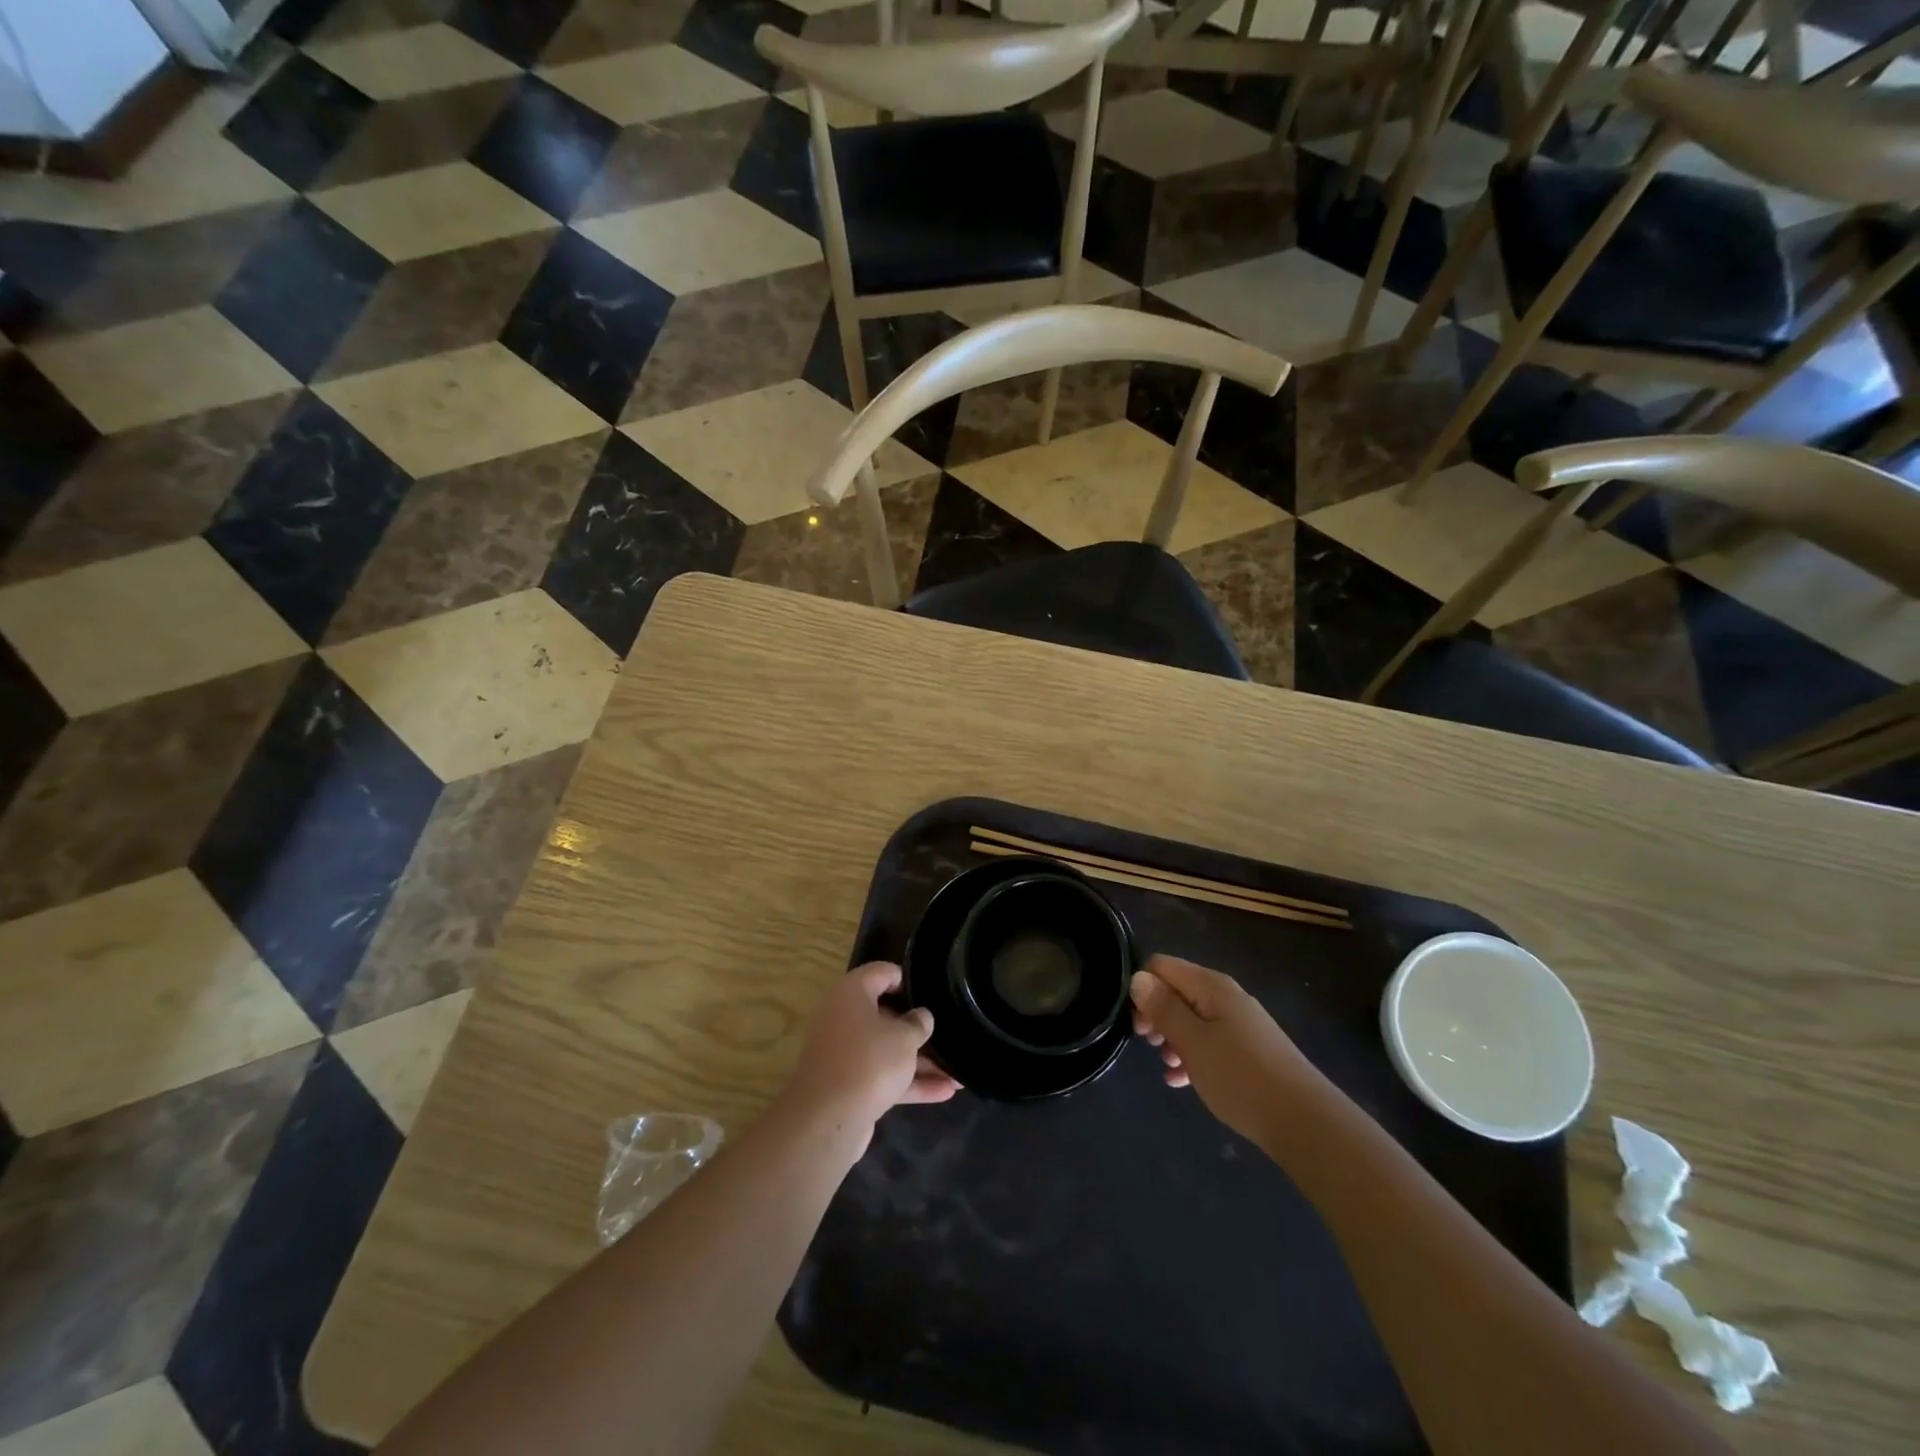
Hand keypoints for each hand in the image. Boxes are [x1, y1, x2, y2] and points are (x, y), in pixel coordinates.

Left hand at [784, 963, 960, 1147]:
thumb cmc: (869, 1061)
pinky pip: (882, 1076)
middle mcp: (843, 1017)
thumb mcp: (904, 1037)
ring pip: (886, 1050)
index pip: (882, 973)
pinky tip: (945, 1092)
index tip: (931, 992)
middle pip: (885, 1015)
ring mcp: (843, 1053)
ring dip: (920, 1061)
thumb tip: (921, 1017)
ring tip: (957, 1071)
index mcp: (851, 993)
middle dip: (917, 1029)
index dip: (907, 980)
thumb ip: (918, 1023)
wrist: (827, 1119)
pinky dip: (909, 1082)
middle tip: (946, 1032)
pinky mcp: (848, 1084)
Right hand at [1130, 955, 1319, 1148]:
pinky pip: (1209, 1041)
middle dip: (1156, 1014)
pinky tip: (1183, 1081)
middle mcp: (1225, 996)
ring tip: (1168, 1067)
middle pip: (1176, 990)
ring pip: (1192, 1018)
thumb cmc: (1241, 1078)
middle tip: (1148, 1044)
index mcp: (1211, 986)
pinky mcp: (1249, 1050)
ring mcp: (1240, 1023)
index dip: (1142, 988)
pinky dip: (1192, 1054)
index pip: (1161, 965)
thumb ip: (1163, 1008)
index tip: (1137, 1022)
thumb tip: (1138, 977)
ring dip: (1173, 1038)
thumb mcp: (1193, 1042)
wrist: (1306, 1123)